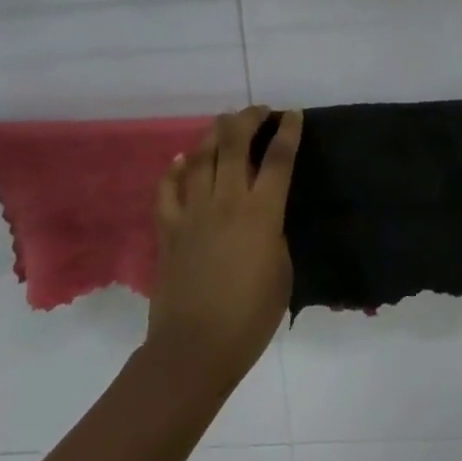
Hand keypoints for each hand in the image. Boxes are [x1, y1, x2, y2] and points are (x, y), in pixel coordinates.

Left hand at [145, 106, 299, 393]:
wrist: (194, 349)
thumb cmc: (250, 318)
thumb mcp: (282, 272)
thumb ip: (274, 234)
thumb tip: (265, 218)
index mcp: (261, 213)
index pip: (278, 158)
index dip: (288, 131)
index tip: (293, 114)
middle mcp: (226, 201)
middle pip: (235, 143)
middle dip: (249, 119)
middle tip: (259, 111)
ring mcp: (193, 212)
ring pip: (201, 157)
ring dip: (214, 134)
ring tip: (225, 123)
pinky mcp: (169, 228)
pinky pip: (169, 189)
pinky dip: (176, 170)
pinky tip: (182, 160)